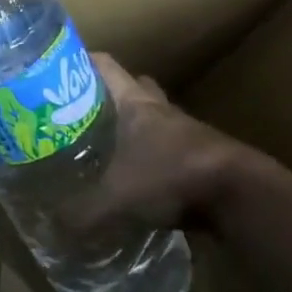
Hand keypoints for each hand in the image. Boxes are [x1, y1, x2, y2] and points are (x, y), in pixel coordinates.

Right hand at [62, 53, 242, 234]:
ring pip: (152, 119)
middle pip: (131, 88)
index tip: (56, 75)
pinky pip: (168, 148)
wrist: (241, 196)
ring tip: (107, 149)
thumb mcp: (117, 197)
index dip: (80, 63)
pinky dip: (152, 157)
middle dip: (106, 98)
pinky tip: (139, 179)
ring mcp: (184, 131)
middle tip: (81, 114)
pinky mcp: (202, 157)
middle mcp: (159, 108)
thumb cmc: (172, 175)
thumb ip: (82, 212)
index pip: (104, 64)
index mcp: (134, 102)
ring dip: (133, 129)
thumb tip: (50, 227)